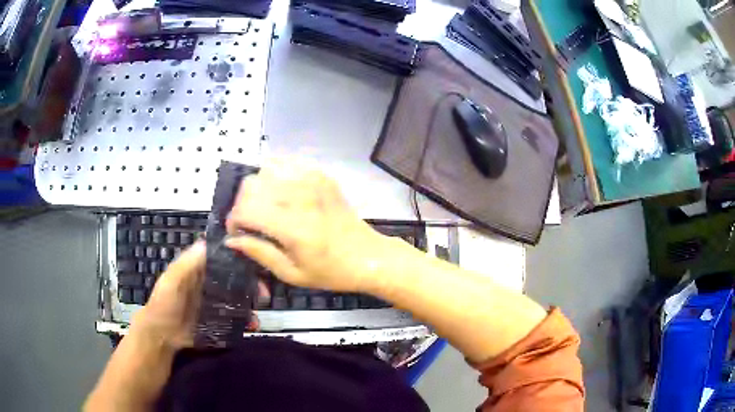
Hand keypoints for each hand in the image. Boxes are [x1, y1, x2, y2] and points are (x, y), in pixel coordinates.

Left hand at [132, 242, 266, 347]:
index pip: (223, 259)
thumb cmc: (163, 304)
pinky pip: (235, 318)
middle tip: (264, 295)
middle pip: (236, 279)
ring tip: (257, 315)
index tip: (257, 266)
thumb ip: (186, 265)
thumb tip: (206, 243)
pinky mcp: (217, 320)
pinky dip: (245, 321)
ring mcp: (215, 304)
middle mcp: (210, 284)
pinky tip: (251, 326)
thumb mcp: (171, 282)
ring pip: (238, 299)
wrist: (160, 335)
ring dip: (250, 305)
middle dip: (252, 285)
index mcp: (200, 270)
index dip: (240, 260)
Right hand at [225, 159, 386, 291]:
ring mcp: (312, 180)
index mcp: (292, 226)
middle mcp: (300, 196)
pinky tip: (278, 190)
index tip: (237, 233)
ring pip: (265, 169)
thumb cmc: (330, 271)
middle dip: (241, 203)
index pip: (245, 210)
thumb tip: (231, 240)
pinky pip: (286, 162)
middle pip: (251, 185)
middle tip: (249, 221)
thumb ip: (258, 252)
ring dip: (256, 188)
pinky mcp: (321, 174)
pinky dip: (274, 173)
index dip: (233, 221)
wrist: (367, 255)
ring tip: (263, 206)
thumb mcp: (291, 273)